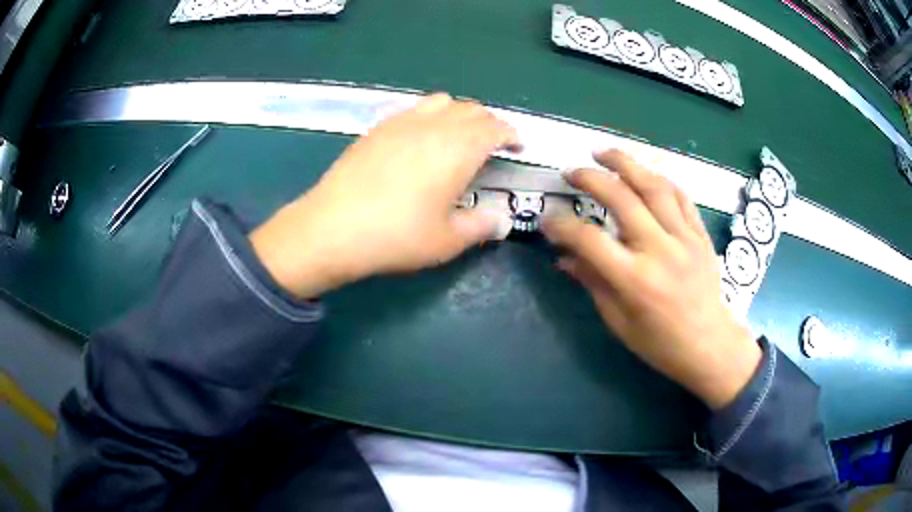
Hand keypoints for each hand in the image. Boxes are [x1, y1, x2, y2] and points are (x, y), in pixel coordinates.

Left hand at [250, 93, 516, 298]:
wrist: (332, 228)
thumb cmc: (396, 236)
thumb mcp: (447, 240)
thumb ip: (481, 226)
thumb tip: (501, 221)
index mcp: (458, 148)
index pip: (495, 127)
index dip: (510, 134)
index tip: (517, 146)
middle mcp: (433, 125)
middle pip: (471, 109)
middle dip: (488, 123)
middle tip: (492, 144)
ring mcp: (402, 122)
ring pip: (441, 102)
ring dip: (459, 114)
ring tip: (457, 137)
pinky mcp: (378, 128)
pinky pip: (413, 108)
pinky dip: (430, 116)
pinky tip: (420, 139)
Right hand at [542, 150, 760, 408]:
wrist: (709, 344)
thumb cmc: (660, 343)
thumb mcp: (618, 321)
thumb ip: (593, 282)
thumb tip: (565, 257)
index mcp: (635, 280)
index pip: (589, 239)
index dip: (562, 226)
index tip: (548, 221)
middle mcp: (660, 251)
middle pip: (622, 198)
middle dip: (590, 178)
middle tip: (571, 171)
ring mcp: (685, 238)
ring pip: (654, 186)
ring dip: (625, 163)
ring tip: (603, 152)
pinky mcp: (700, 234)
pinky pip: (680, 196)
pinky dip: (659, 179)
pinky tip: (643, 173)